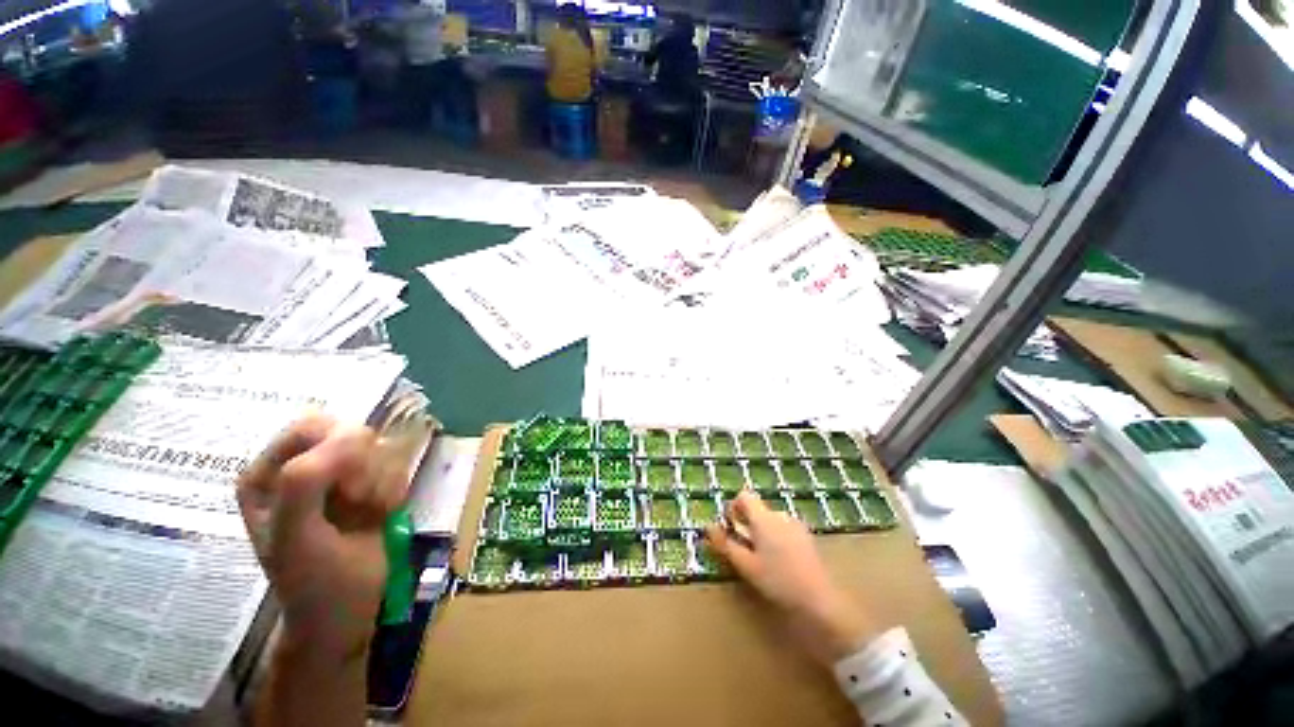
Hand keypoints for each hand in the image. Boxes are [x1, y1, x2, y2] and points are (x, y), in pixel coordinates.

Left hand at [237, 415, 409, 658]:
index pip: (313, 427)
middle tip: (356, 503)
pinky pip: (396, 465)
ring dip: (383, 483)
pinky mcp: (370, 483)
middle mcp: (303, 466)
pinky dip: (395, 489)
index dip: (339, 449)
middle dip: (365, 468)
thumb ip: (305, 482)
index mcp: (269, 473)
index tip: (347, 486)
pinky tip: (382, 513)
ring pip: (381, 448)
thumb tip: (351, 433)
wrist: (347, 612)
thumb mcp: (296, 537)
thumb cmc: (313, 582)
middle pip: (353, 433)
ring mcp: (339, 474)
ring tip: (368, 514)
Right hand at [705, 492, 877, 665]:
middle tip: (743, 548)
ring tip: (761, 558)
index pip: (744, 496)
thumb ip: (725, 544)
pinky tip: (779, 562)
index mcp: (764, 518)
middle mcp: (780, 515)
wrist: (820, 602)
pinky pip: (783, 528)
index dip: (733, 507)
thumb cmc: (778, 581)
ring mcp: (796, 525)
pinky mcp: (806, 537)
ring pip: (770, 519)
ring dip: (761, 531)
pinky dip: (775, 537)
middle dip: (746, 523)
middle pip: (757, 508)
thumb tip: (707, 526)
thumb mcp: (746, 565)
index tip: (730, 527)